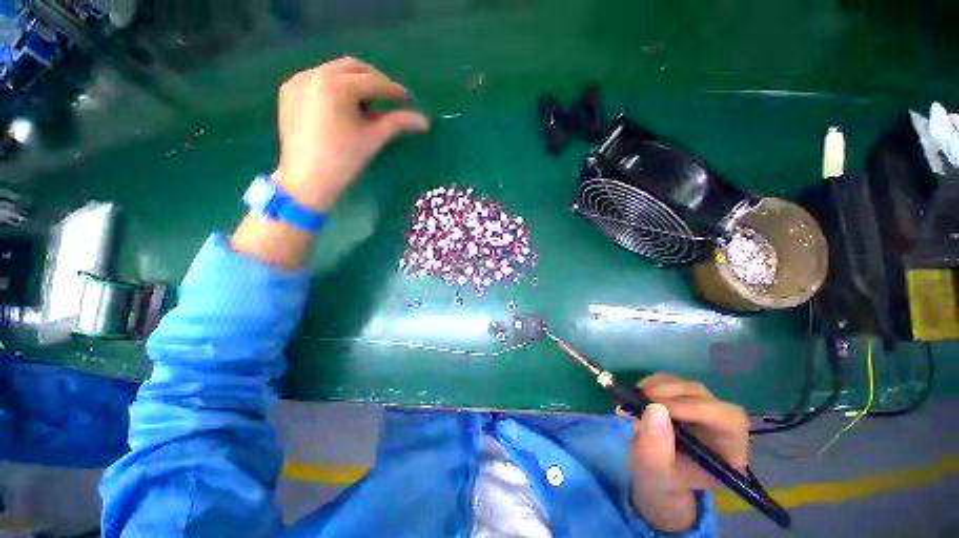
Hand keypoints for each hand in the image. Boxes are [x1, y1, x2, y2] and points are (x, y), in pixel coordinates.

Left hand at [273, 57, 429, 210]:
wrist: (306, 179)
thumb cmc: (344, 161)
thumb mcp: (373, 139)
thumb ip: (398, 123)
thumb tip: (425, 121)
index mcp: (337, 86)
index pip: (373, 82)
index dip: (393, 90)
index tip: (407, 98)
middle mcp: (315, 74)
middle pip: (353, 67)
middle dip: (374, 80)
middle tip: (389, 97)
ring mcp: (299, 80)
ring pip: (334, 71)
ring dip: (355, 82)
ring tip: (366, 104)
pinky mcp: (289, 90)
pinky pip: (318, 79)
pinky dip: (335, 86)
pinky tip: (342, 106)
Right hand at [625, 373, 748, 531]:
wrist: (656, 473)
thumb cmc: (662, 479)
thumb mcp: (656, 473)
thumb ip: (656, 448)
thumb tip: (654, 409)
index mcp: (729, 451)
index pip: (727, 418)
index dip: (695, 407)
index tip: (658, 407)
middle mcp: (722, 426)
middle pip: (705, 397)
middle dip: (670, 394)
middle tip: (639, 398)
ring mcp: (703, 408)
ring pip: (686, 386)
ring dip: (658, 387)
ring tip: (634, 399)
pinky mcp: (685, 397)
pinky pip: (672, 381)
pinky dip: (653, 383)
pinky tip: (639, 394)